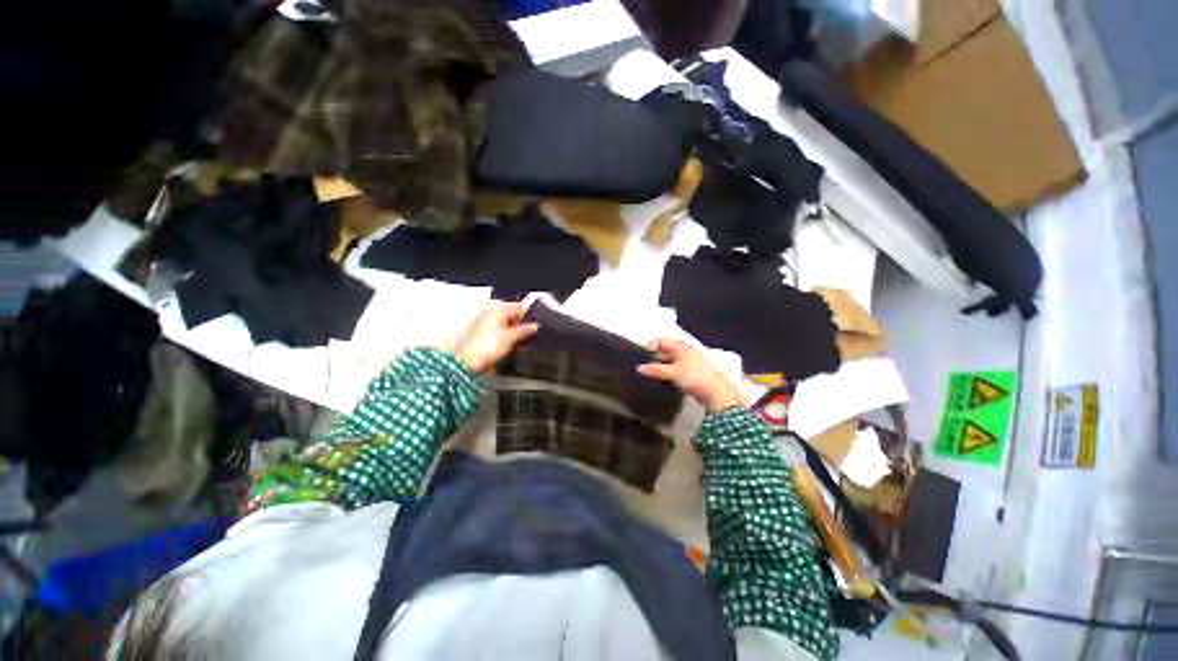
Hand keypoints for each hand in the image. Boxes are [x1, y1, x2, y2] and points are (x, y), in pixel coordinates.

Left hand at [456, 301, 539, 373]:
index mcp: (496, 310)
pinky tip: (510, 343)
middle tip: (529, 332)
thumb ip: (525, 330)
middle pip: (511, 315)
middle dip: (520, 323)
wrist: (470, 361)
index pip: (517, 307)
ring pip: (505, 323)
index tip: (535, 323)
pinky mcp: (482, 333)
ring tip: (520, 339)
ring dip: (513, 330)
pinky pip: (498, 330)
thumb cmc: (486, 347)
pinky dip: (505, 335)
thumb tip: (534, 326)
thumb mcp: (511, 337)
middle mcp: (489, 314)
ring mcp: (485, 323)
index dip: (528, 315)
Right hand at [637, 338, 742, 412]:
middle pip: (666, 351)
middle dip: (655, 356)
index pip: (663, 341)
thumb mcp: (672, 372)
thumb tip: (639, 368)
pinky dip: (667, 373)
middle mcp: (684, 353)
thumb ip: (655, 369)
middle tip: (644, 365)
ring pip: (670, 361)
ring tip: (650, 373)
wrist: (714, 392)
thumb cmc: (693, 376)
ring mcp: (688, 363)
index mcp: (681, 348)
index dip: (652, 345)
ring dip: (660, 366)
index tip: (642, 354)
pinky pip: (674, 370)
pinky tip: (661, 380)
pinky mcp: (690, 374)